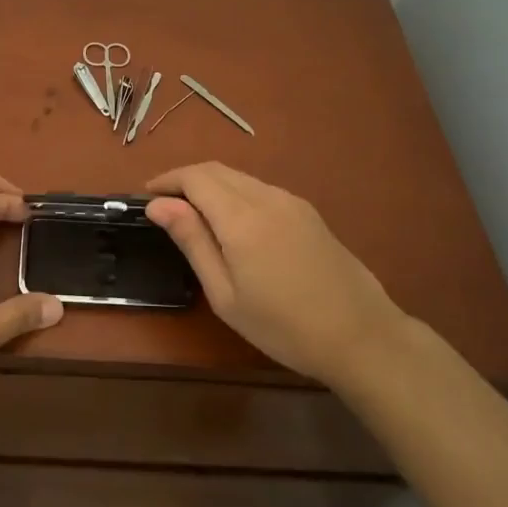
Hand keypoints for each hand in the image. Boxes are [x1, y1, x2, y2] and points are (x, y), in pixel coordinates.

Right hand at [145, 162, 403, 386]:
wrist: (362, 336)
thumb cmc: (284, 326)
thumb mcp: (225, 294)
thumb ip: (192, 242)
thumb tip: (158, 204)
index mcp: (241, 217)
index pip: (194, 177)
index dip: (166, 181)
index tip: (146, 197)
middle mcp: (266, 197)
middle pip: (216, 170)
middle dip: (185, 179)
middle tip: (164, 206)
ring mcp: (291, 201)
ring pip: (239, 177)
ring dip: (210, 185)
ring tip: (193, 215)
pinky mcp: (307, 212)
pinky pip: (260, 189)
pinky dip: (235, 193)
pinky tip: (232, 224)